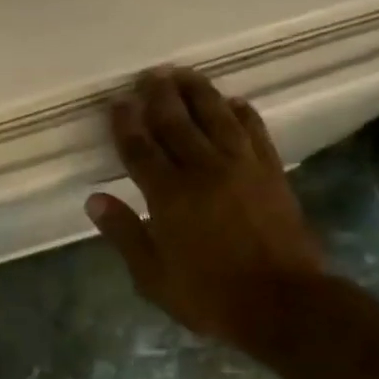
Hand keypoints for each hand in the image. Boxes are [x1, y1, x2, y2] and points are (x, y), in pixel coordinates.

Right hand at [86, 68, 326, 359]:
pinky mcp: (271, 172)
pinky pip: (254, 131)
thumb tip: (94, 199)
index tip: (117, 102)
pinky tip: (233, 101)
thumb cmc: (209, 296)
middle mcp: (204, 170)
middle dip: (159, 96)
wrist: (284, 304)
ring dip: (198, 91)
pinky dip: (242, 112)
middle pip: (177, 122)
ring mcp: (242, 167)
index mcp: (169, 195)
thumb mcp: (153, 276)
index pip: (140, 148)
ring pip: (216, 116)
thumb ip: (124, 234)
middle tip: (148, 75)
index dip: (126, 123)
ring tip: (183, 73)